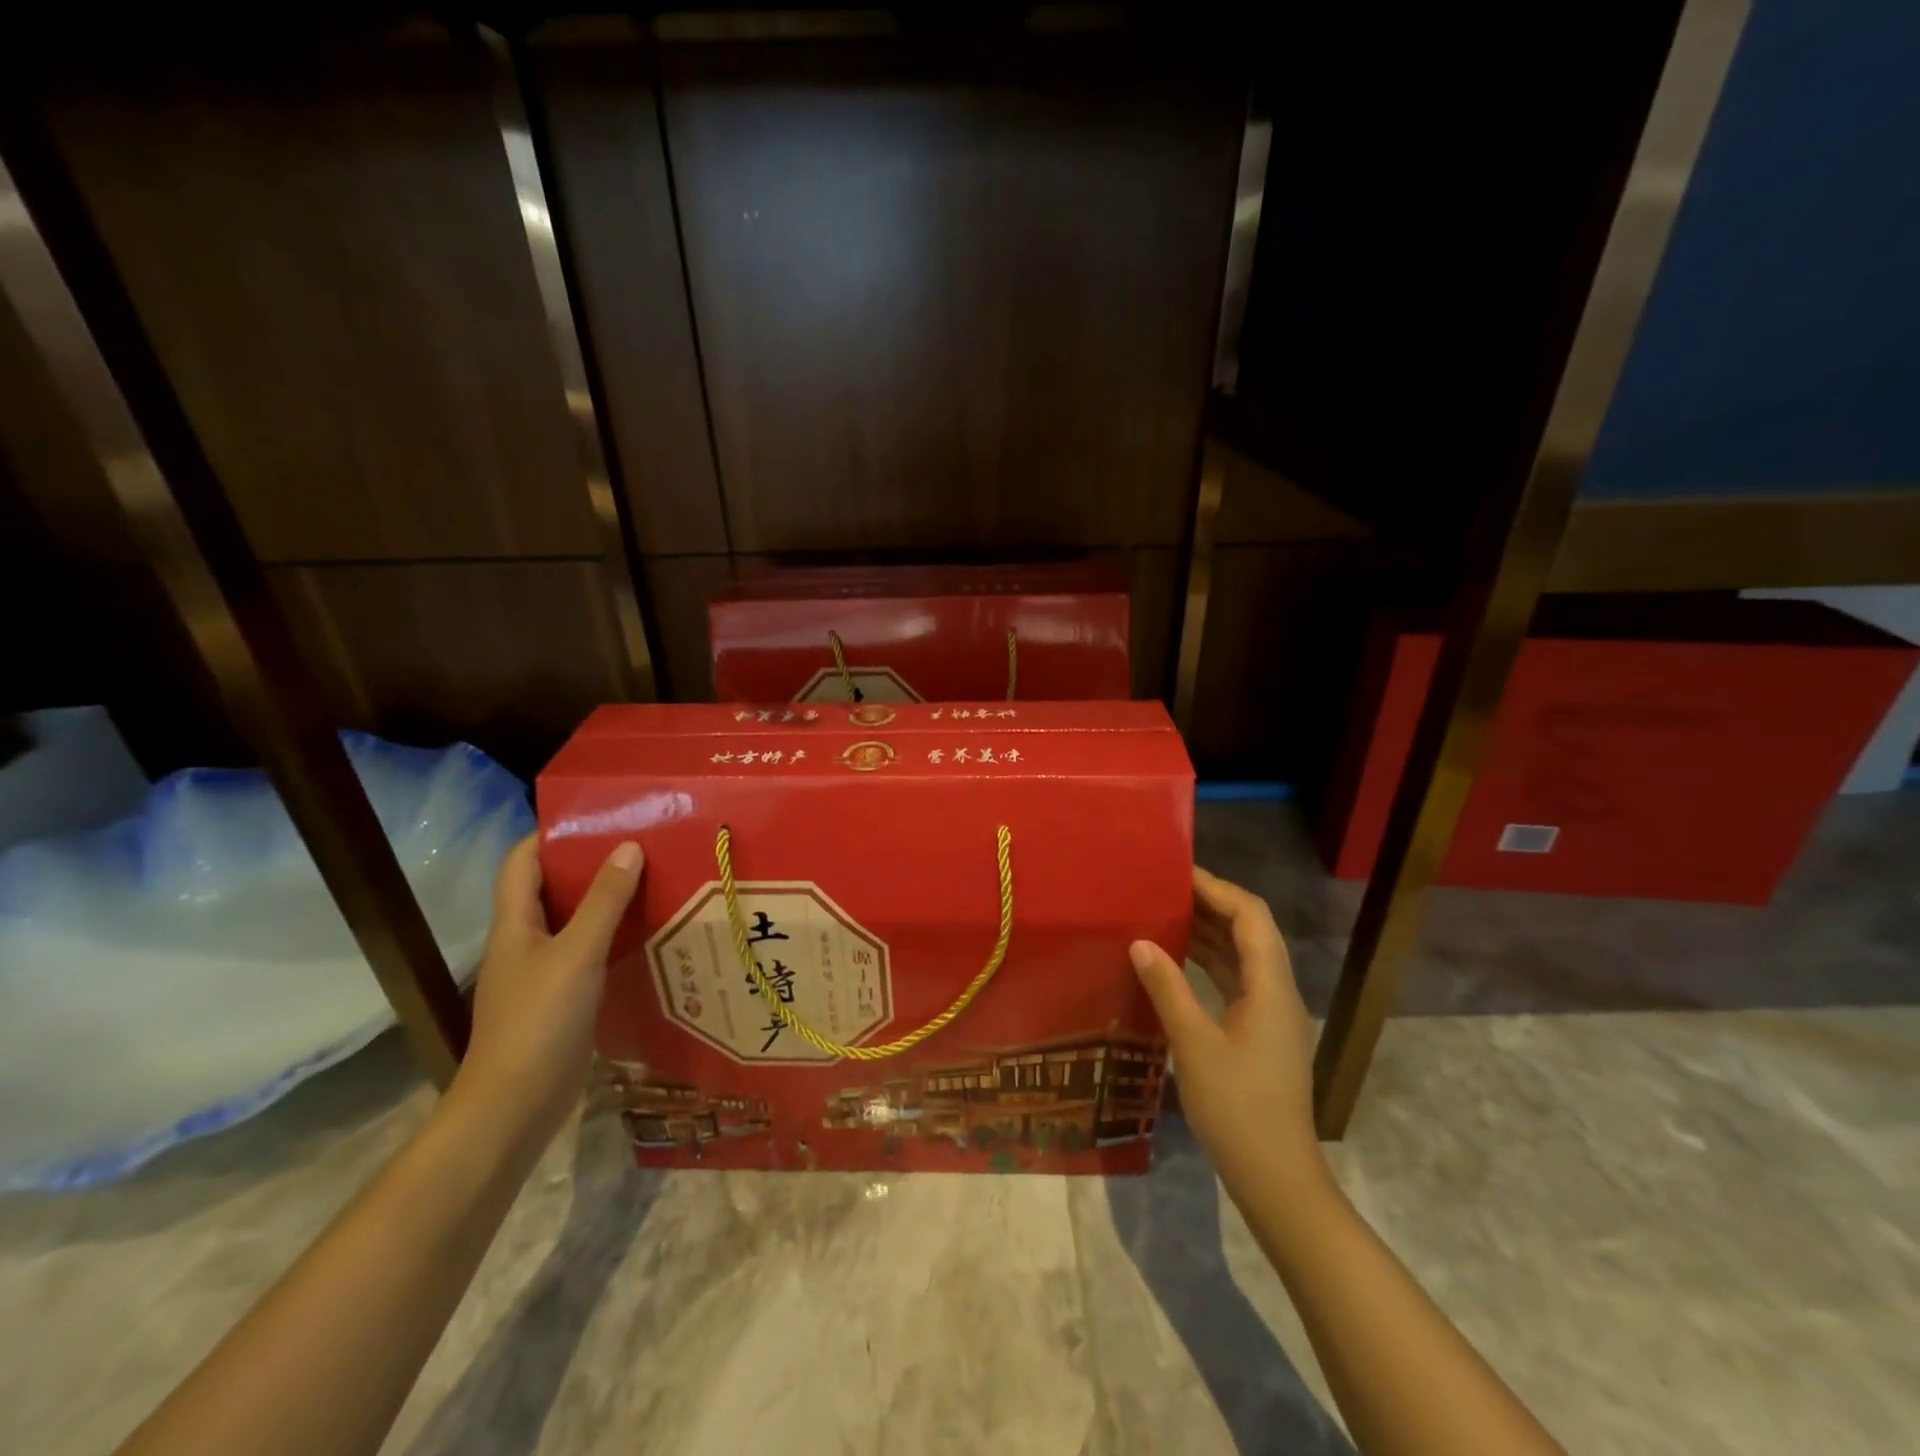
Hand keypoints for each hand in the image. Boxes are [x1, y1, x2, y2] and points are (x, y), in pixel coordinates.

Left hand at [453, 835, 642, 1143]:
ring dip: (607, 902)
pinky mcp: (562, 1000)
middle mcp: (525, 942)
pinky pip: (589, 954)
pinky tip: (648, 935)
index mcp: (514, 924)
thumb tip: (628, 847)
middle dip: (590, 864)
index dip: (551, 834)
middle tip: (640, 845)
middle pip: (551, 888)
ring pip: (574, 922)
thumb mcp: (577, 953)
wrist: (515, 1107)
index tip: (598, 817)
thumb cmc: (539, 1021)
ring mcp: (542, 973)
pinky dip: (613, 938)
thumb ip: (604, 901)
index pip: (522, 861)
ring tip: (654, 881)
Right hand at [1130, 867, 1323, 1193]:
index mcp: (1271, 987)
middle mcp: (1277, 991)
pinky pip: (1235, 980)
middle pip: (1250, 930)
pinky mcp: (1259, 1032)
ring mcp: (1270, 1013)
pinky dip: (1208, 962)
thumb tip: (1140, 942)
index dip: (1217, 889)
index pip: (1251, 917)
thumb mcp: (1194, 1044)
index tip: (1177, 874)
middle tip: (1164, 890)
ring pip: (1242, 955)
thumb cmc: (1237, 1108)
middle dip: (1210, 905)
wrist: (1275, 1177)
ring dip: (1208, 932)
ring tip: (1164, 914)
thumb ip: (1167, 988)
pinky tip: (1175, 960)